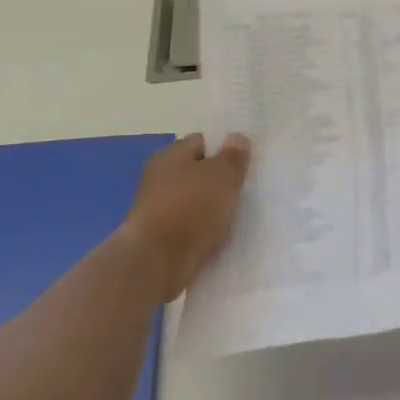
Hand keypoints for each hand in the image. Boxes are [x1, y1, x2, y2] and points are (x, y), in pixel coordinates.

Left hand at [120, 132, 250, 300]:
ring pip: (193, 199)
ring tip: (235, 217)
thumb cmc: (191, 209)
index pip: (202, 142)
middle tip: (243, 191)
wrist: (156, 262)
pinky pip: (188, 224)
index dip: (224, 150)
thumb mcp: (223, 177)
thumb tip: (236, 138)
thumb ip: (233, 157)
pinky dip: (201, 229)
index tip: (244, 165)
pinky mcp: (158, 235)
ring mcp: (156, 207)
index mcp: (171, 155)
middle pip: (196, 171)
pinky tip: (217, 236)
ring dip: (211, 207)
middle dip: (218, 181)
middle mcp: (159, 176)